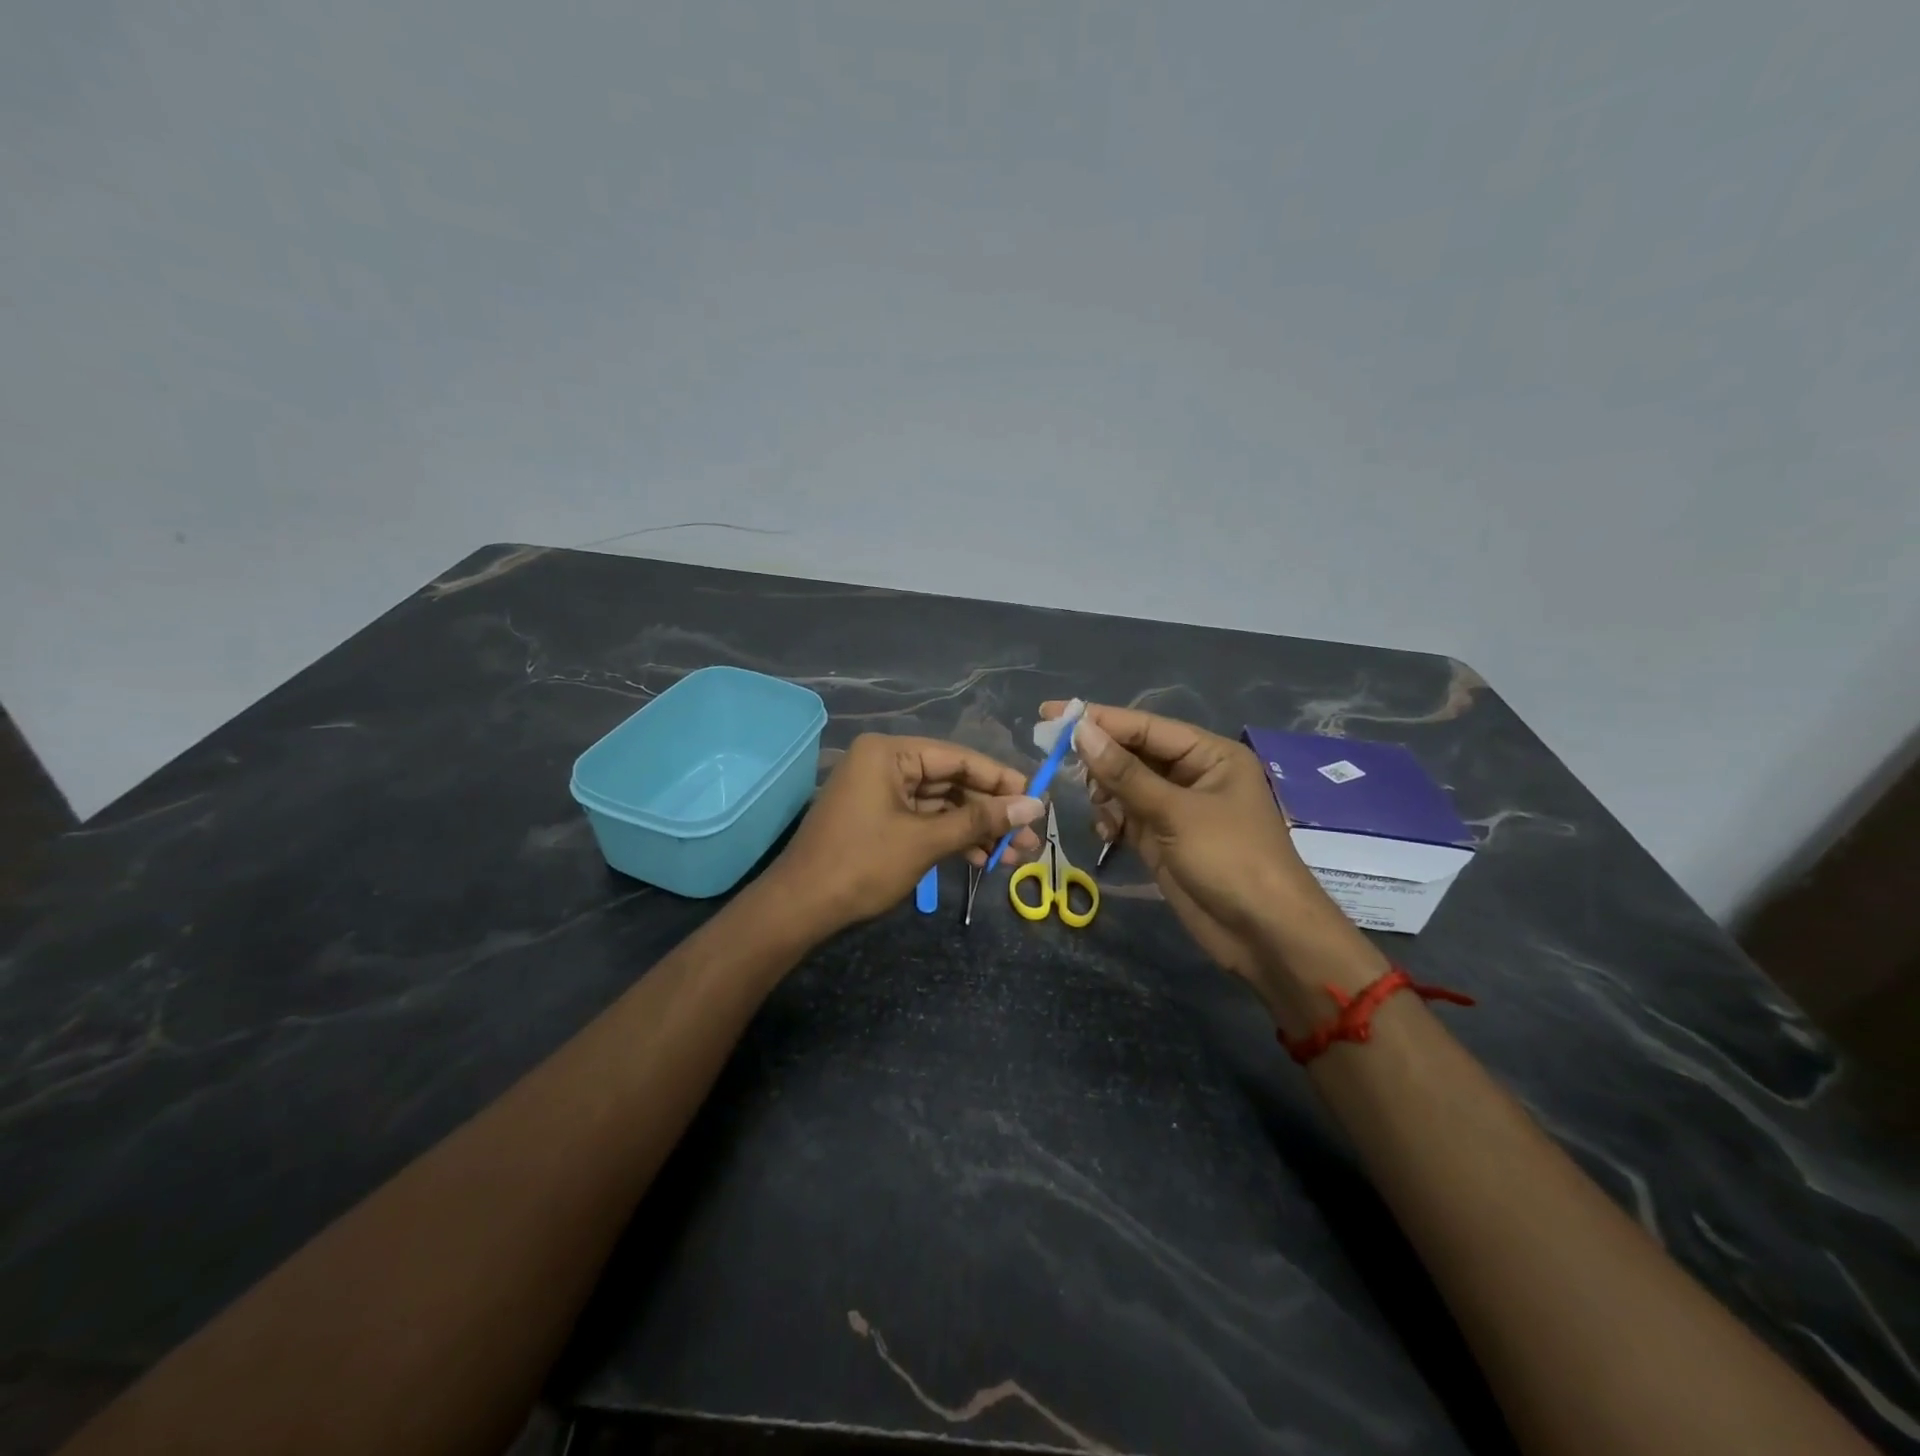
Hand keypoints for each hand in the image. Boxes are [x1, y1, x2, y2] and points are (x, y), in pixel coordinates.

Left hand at [767, 733, 1043, 934]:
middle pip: (951, 782)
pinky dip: (951, 838)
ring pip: (941, 805)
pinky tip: (983, 860)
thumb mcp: (925, 840)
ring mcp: (880, 793)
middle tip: (1031, 837)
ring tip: (1016, 856)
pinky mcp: (879, 819)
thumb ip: (980, 820)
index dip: (1000, 779)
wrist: (800, 908)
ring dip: (976, 830)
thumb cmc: (862, 864)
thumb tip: (1034, 805)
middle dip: (991, 812)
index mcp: (889, 753)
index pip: (958, 758)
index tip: (1037, 799)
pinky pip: (924, 821)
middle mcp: (885, 763)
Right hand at [1041, 702, 1377, 1014]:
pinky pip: (1127, 816)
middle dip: (1099, 759)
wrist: (1264, 934)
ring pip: (1126, 786)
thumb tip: (1081, 731)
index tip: (1051, 713)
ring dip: (1105, 793)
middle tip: (1058, 763)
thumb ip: (1125, 773)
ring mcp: (1177, 809)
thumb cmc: (1229, 860)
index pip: (1145, 726)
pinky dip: (1112, 820)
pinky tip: (1106, 832)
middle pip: (1133, 753)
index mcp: (1209, 755)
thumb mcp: (1175, 813)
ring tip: (1098, 808)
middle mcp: (1193, 775)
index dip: (1098, 719)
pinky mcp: (1164, 839)